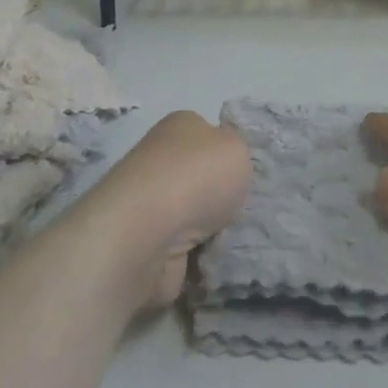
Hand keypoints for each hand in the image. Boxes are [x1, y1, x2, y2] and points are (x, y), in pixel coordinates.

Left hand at [83, 111, 251, 307]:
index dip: (227, 153)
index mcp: (179, 126)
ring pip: (193, 216)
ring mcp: (149, 204)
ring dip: (210, 231)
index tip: (242, 174)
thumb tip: (220, 168)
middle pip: (200, 177)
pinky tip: (211, 261)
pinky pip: (183, 250)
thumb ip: (237, 154)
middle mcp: (160, 160)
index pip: (208, 134)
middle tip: (240, 210)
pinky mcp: (145, 244)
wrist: (145, 237)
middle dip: (220, 197)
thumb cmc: (196, 179)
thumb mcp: (237, 149)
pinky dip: (198, 258)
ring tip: (229, 239)